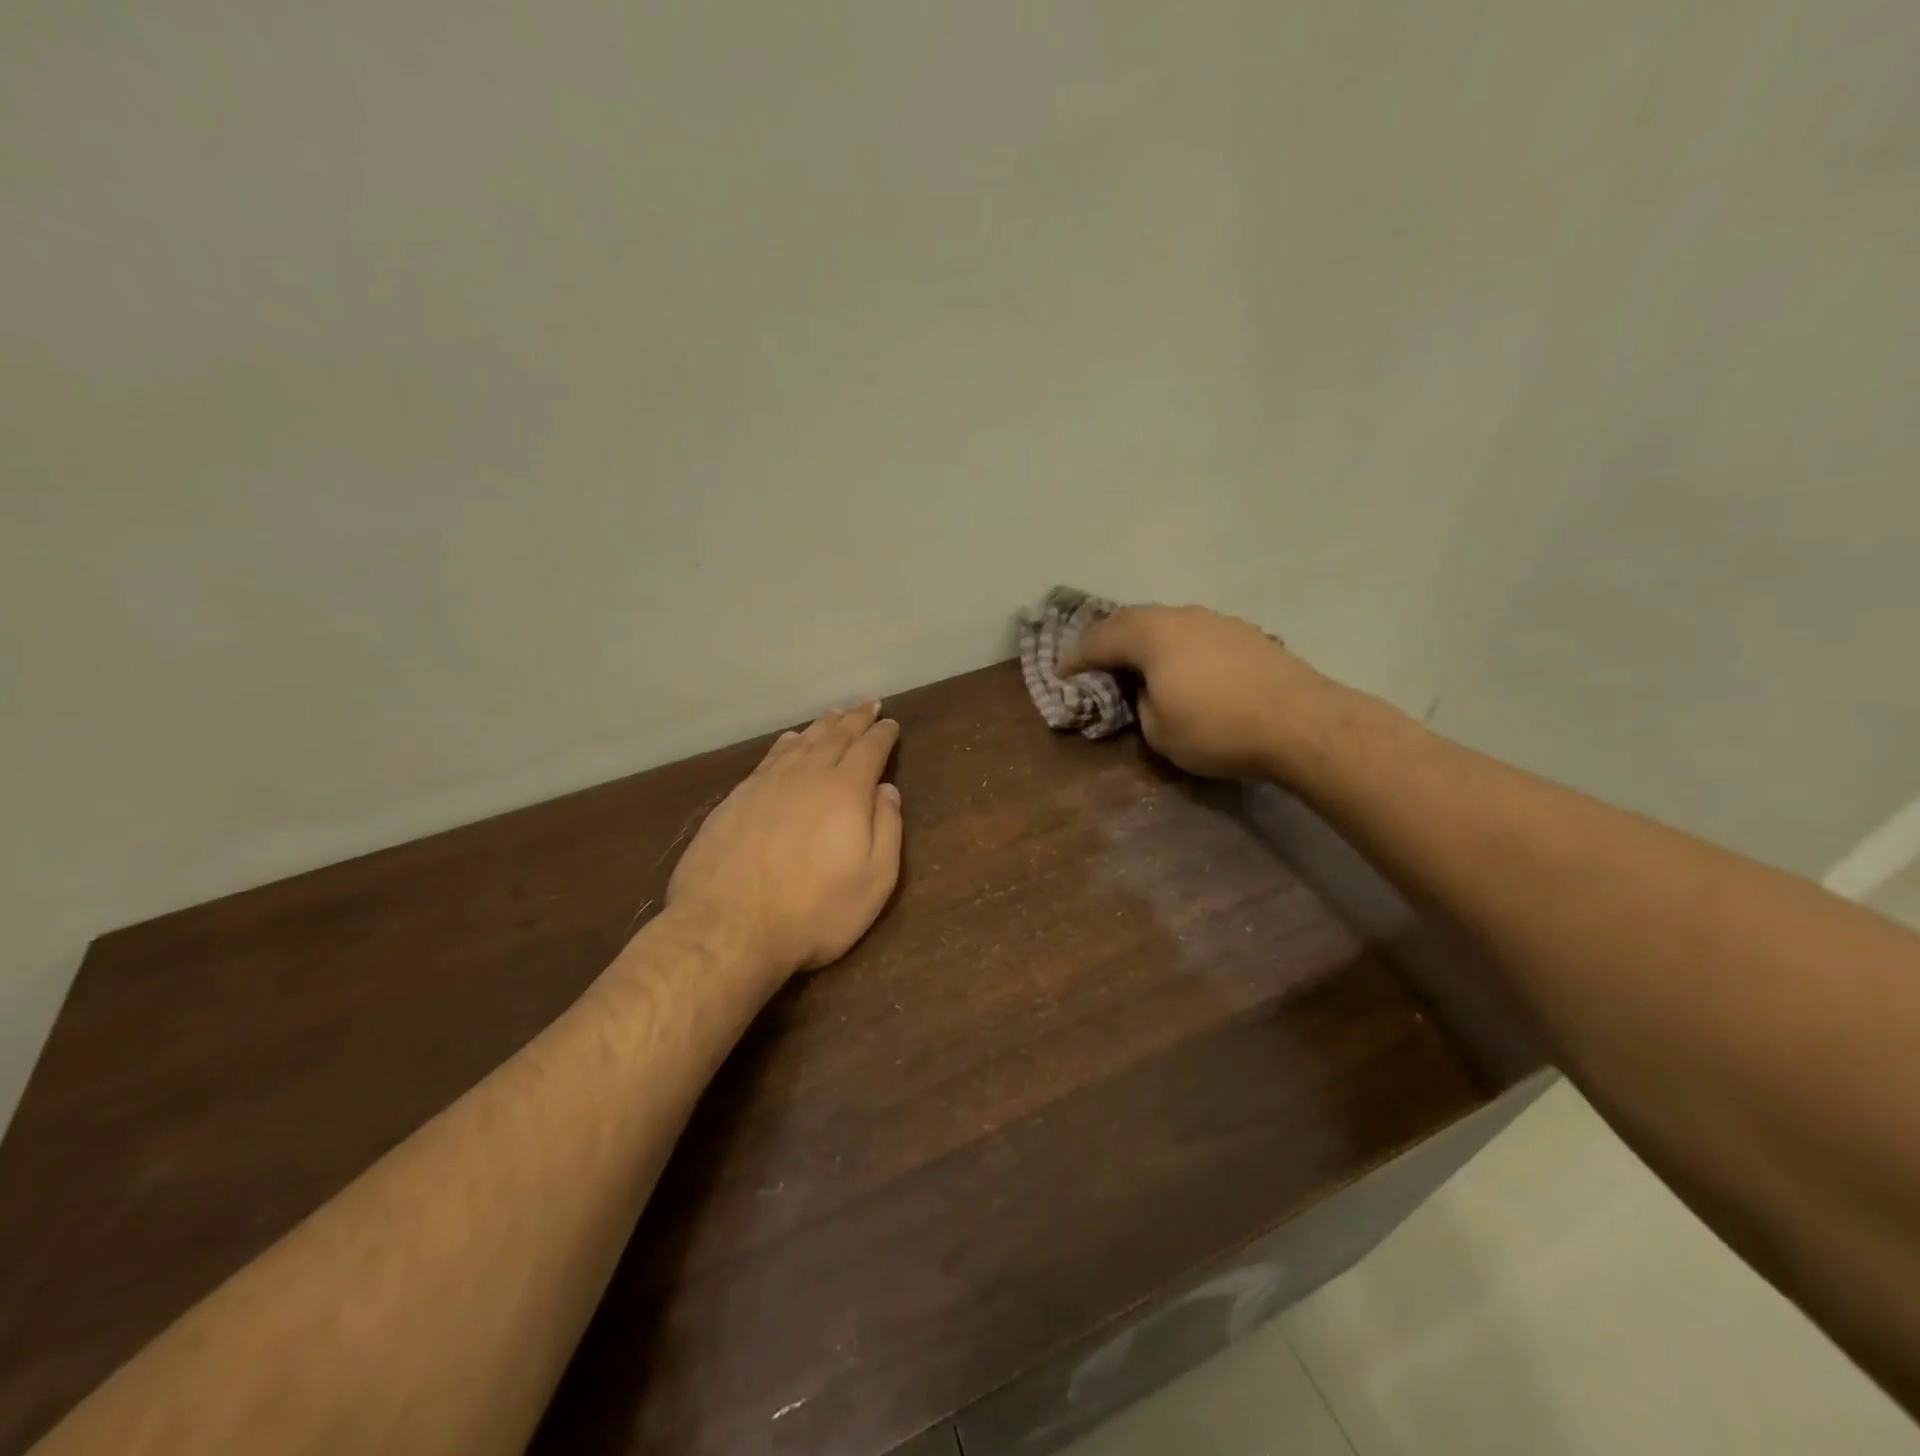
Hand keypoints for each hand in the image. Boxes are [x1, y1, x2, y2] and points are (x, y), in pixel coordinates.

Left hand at [667, 701, 903, 976]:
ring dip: (821, 726)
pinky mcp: (736, 799)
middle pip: (835, 736)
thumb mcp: (874, 881)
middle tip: (867, 703)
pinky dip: (786, 744)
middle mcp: (807, 776)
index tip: (891, 723)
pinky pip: (769, 758)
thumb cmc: (814, 911)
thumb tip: (888, 789)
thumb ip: (887, 830)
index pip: (870, 750)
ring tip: (834, 714)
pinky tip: (789, 740)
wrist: (728, 927)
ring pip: (801, 743)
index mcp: (846, 791)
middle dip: (855, 718)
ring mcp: (767, 784)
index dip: (883, 734)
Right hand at [1060, 604, 1323, 778]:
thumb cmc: (1218, 728)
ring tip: (1136, 660)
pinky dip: (1176, 646)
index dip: (1076, 657)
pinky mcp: (1244, 633)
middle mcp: (1181, 616)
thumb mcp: (1160, 731)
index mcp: (1152, 636)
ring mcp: (1216, 620)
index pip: (1100, 640)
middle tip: (1092, 658)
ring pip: (1166, 622)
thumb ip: (1141, 705)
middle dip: (1107, 638)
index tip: (1061, 672)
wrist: (1301, 723)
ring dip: (1144, 639)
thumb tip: (1148, 692)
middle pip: (1131, 619)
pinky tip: (1182, 665)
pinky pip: (1193, 632)